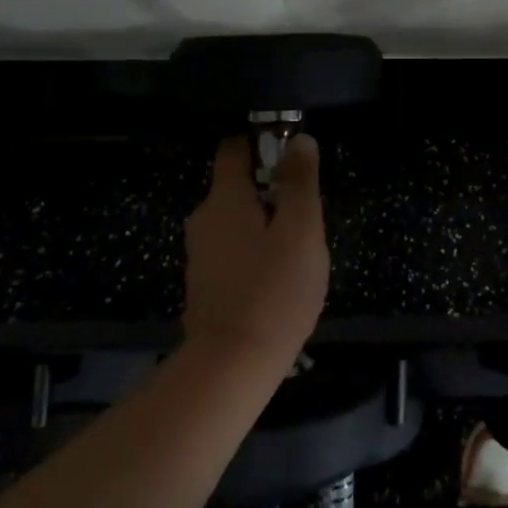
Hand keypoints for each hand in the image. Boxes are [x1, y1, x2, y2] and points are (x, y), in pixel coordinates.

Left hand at [182, 135, 329, 371]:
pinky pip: (233, 251)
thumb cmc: (273, 290)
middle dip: (273, 191)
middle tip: (307, 215)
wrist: (230, 367)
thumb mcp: (301, 230)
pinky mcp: (204, 284)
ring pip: (238, 221)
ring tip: (299, 251)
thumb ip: (300, 182)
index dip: (264, 144)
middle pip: (238, 186)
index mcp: (224, 198)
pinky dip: (254, 252)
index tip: (294, 159)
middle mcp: (204, 219)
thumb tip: (299, 140)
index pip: (234, 148)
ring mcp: (200, 254)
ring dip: (266, 225)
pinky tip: (278, 278)